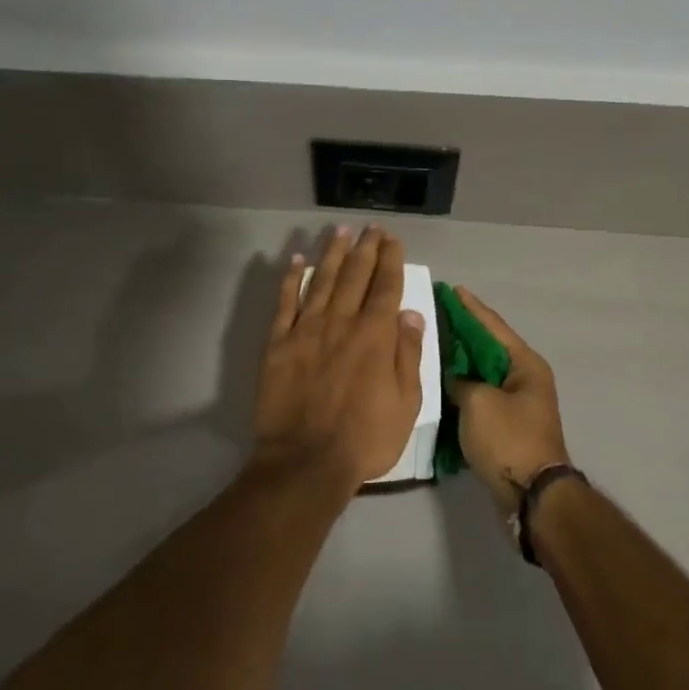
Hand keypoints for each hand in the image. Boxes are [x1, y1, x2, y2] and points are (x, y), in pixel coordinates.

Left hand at [250, 225, 426, 494]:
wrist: (306, 462)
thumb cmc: (365, 438)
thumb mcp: (406, 403)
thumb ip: (408, 354)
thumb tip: (410, 313)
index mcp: (375, 335)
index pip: (386, 285)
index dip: (390, 259)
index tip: (392, 239)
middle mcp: (342, 322)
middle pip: (355, 275)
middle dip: (366, 247)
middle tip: (371, 227)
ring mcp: (307, 329)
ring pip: (322, 280)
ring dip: (333, 253)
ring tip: (340, 231)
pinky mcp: (278, 343)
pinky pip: (285, 302)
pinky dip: (291, 279)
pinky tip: (297, 261)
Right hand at [444, 286, 571, 516]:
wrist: (532, 496)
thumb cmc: (508, 440)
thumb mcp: (478, 402)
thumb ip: (461, 381)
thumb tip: (456, 380)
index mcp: (525, 364)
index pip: (492, 326)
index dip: (470, 308)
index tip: (451, 289)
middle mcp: (525, 378)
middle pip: (488, 347)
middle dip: (463, 331)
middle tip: (435, 313)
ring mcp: (517, 403)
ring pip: (483, 372)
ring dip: (461, 360)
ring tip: (433, 343)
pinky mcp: (507, 425)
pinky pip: (481, 395)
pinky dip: (463, 387)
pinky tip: (441, 381)